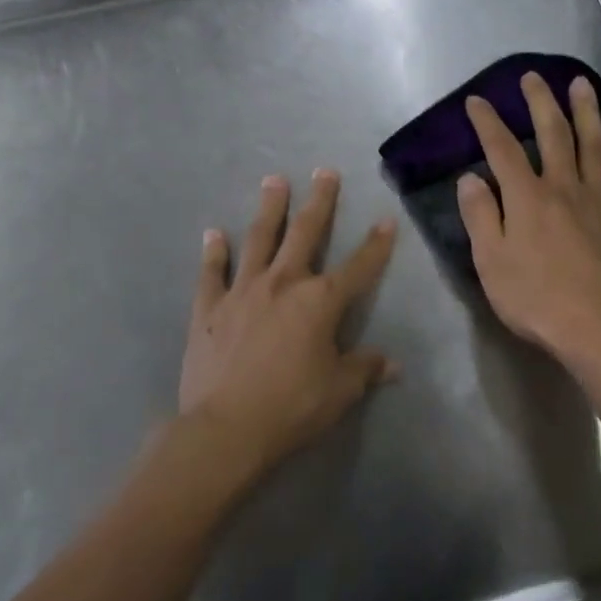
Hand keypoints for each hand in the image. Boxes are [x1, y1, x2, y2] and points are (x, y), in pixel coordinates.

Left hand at [179, 170, 397, 474]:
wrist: (226, 428)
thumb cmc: (292, 408)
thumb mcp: (340, 391)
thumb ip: (365, 369)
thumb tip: (392, 364)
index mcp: (320, 302)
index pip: (358, 267)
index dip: (375, 245)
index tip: (386, 221)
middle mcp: (283, 284)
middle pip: (305, 233)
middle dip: (319, 202)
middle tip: (324, 172)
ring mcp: (243, 291)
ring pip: (259, 240)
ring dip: (269, 209)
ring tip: (273, 181)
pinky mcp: (209, 308)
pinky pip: (212, 273)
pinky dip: (214, 253)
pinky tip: (213, 234)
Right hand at [457, 72, 600, 362]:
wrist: (593, 327)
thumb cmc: (533, 298)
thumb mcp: (490, 261)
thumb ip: (480, 215)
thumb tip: (471, 177)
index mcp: (527, 198)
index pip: (502, 150)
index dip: (487, 123)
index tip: (477, 101)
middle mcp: (563, 188)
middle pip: (552, 135)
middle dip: (540, 103)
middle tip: (533, 77)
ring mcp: (598, 202)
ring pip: (594, 147)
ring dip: (587, 112)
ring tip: (582, 84)